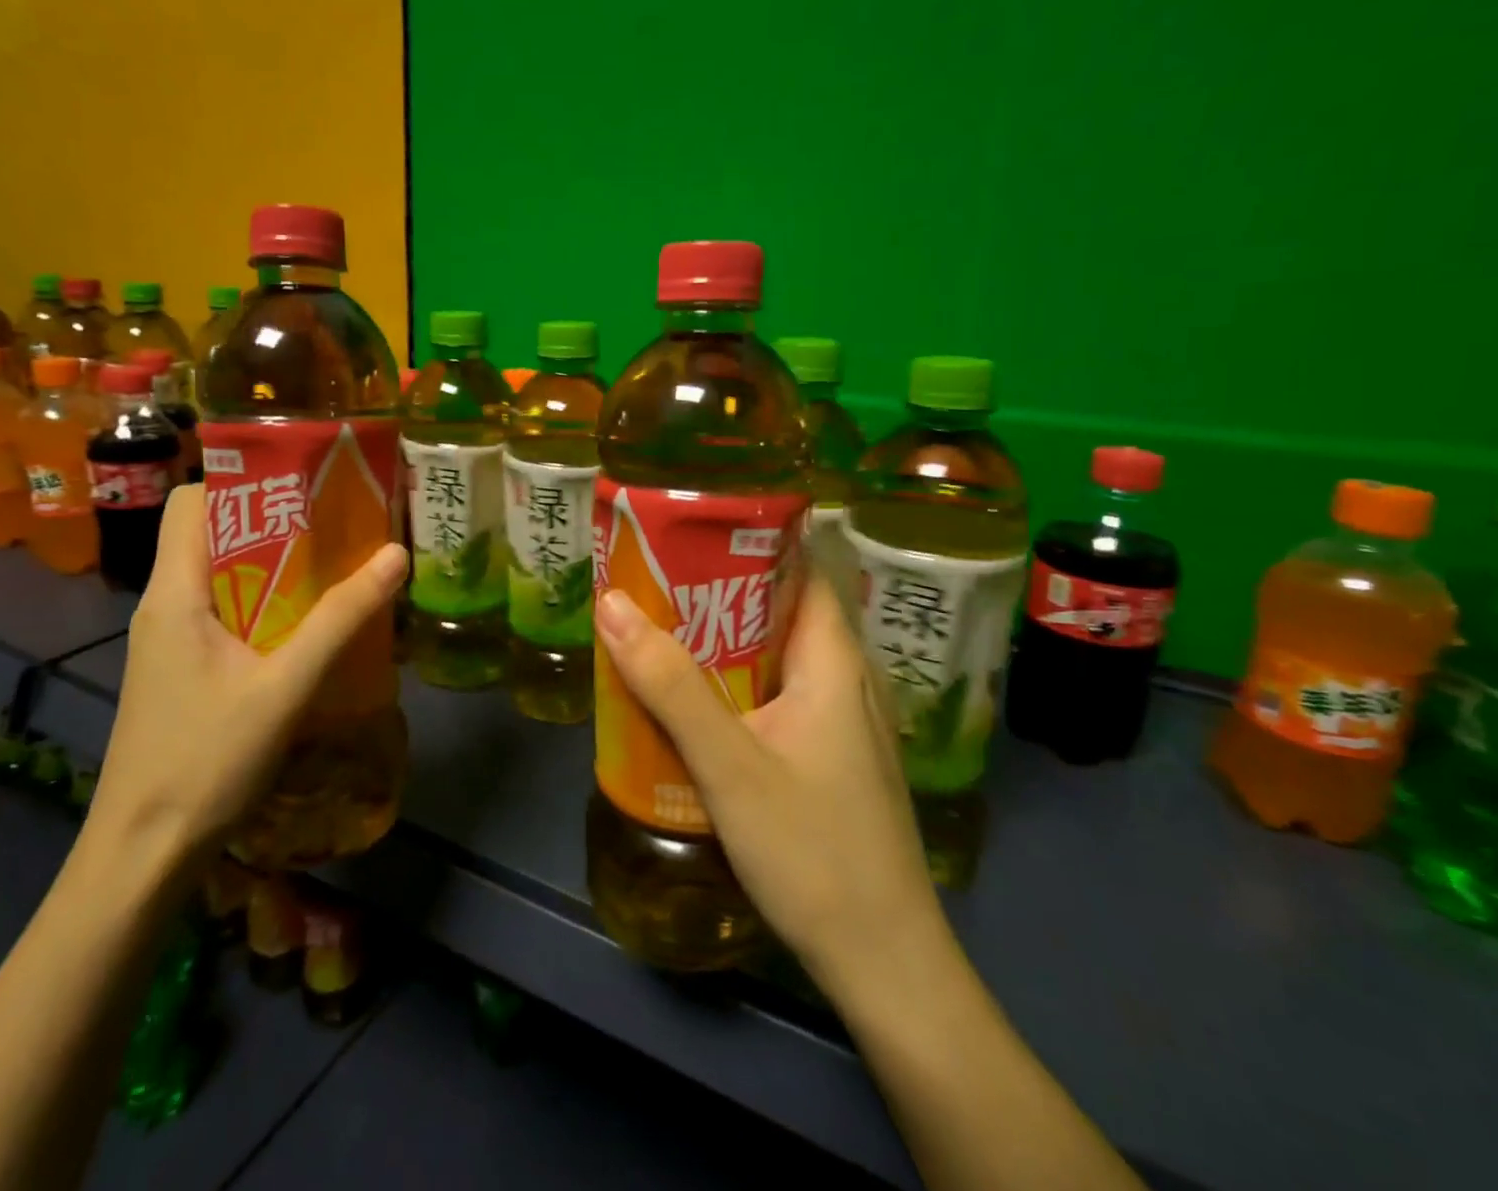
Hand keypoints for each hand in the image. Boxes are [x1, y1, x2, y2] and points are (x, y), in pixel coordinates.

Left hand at [86, 484, 407, 870]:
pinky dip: (267, 602)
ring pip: (222, 574)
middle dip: (274, 520)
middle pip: (212, 533)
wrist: (143, 852)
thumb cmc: (205, 760)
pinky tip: (310, 624)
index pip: (192, 502)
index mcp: (174, 593)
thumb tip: (395, 555)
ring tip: (336, 563)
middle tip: (339, 520)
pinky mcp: (184, 668)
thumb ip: (340, 619)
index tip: (304, 482)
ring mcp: (171, 639)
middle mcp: (165, 604)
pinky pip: (226, 611)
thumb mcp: (285, 686)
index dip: (243, 480)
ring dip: (276, 564)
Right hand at [594, 571, 948, 997]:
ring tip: (662, 630)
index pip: (799, 569)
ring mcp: (844, 724)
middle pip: (781, 612)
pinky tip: (696, 703)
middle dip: (719, 593)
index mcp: (835, 661)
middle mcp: (847, 681)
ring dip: (724, 643)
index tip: (688, 530)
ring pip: (777, 659)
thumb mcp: (729, 764)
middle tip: (654, 581)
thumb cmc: (813, 851)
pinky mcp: (832, 760)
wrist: (885, 966)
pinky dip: (737, 686)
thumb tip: (612, 604)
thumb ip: (669, 685)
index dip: (748, 542)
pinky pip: (780, 698)